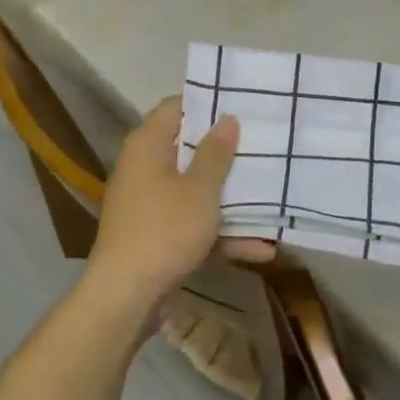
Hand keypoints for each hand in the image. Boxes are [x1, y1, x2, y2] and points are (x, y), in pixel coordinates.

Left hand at [86, 97, 273, 309]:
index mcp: (148, 146)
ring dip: (231, 200)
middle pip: (189, 150)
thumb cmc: (165, 229)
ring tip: (273, 198)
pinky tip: (261, 249)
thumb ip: (215, 154)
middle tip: (265, 147)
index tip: (242, 105)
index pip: (175, 107)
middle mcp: (144, 169)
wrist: (126, 295)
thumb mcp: (199, 190)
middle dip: (227, 154)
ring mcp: (150, 205)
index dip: (207, 104)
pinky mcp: (157, 236)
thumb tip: (226, 119)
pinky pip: (193, 226)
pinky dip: (221, 235)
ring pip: (195, 192)